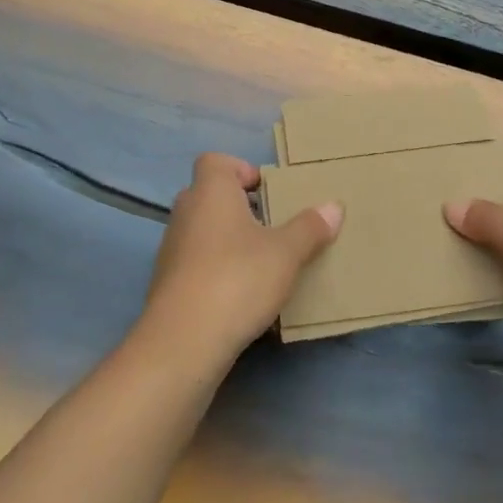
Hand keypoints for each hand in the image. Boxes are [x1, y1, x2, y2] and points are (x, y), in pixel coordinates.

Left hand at [138, 153, 341, 365]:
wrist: (183, 342)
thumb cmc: (238, 279)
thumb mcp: (286, 253)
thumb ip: (310, 228)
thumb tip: (334, 206)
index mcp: (211, 193)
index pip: (215, 161)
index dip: (241, 170)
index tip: (267, 192)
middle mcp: (185, 213)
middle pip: (211, 196)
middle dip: (241, 208)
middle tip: (273, 227)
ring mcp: (172, 250)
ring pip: (204, 232)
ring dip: (230, 241)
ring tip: (264, 264)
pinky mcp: (168, 284)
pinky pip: (197, 264)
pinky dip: (218, 270)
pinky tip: (243, 295)